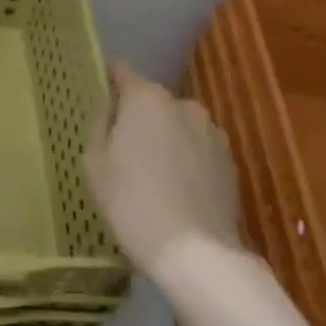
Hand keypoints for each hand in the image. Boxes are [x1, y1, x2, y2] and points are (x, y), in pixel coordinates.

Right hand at [84, 58, 240, 275]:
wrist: (195, 252)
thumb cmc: (131, 202)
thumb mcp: (94, 163)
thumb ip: (99, 125)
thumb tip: (110, 107)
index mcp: (146, 99)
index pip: (123, 72)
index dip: (109, 80)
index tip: (100, 96)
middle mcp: (184, 105)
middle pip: (151, 101)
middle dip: (137, 117)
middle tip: (120, 148)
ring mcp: (212, 133)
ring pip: (177, 125)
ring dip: (163, 138)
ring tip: (150, 173)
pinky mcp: (230, 161)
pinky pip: (196, 148)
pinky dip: (184, 159)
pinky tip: (174, 189)